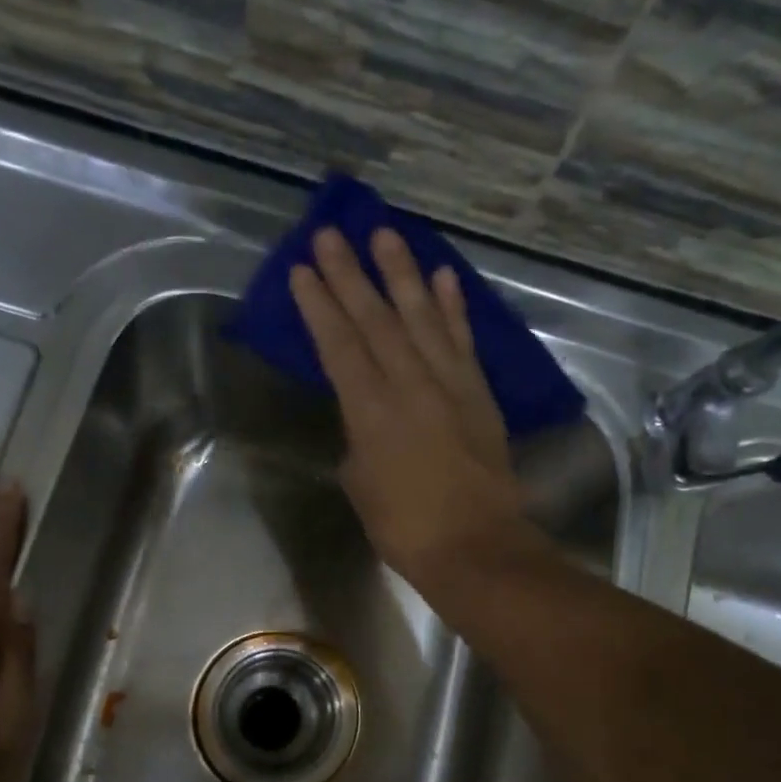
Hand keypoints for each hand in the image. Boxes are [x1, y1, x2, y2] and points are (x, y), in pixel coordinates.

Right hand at [290, 226, 530, 589]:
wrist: (475, 547)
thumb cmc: (405, 528)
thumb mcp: (361, 485)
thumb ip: (359, 441)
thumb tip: (365, 420)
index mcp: (370, 412)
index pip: (339, 346)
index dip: (320, 307)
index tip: (302, 271)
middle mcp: (409, 386)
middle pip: (376, 320)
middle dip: (350, 275)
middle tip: (331, 234)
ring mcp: (449, 385)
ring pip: (422, 318)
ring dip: (402, 274)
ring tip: (386, 235)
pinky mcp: (479, 393)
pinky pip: (463, 341)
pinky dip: (453, 308)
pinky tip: (443, 278)